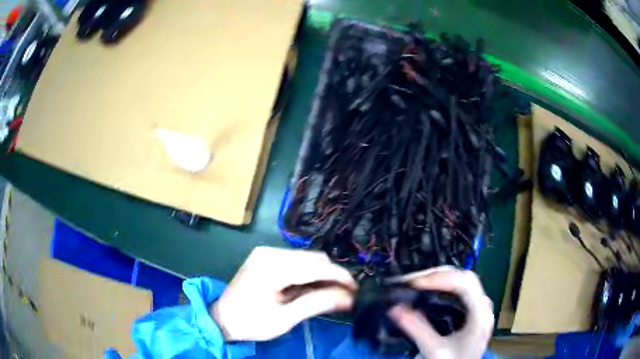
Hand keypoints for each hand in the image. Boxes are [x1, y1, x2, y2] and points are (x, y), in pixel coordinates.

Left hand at [211, 246, 355, 341]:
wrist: (222, 318)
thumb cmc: (251, 322)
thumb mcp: (286, 318)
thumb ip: (318, 304)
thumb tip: (349, 297)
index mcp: (272, 267)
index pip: (316, 266)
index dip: (340, 277)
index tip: (356, 290)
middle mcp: (269, 252)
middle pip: (314, 258)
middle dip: (333, 276)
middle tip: (344, 296)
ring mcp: (266, 252)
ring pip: (307, 258)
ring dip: (322, 274)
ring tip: (329, 294)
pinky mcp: (265, 256)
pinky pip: (297, 260)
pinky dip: (309, 273)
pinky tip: (311, 288)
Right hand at [388, 267, 493, 358]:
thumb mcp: (435, 350)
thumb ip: (417, 329)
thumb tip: (395, 308)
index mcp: (480, 313)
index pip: (465, 283)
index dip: (440, 278)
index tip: (414, 284)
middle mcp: (483, 306)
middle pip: (463, 277)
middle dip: (436, 275)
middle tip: (410, 281)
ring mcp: (478, 308)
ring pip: (461, 281)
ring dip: (438, 278)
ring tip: (415, 283)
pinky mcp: (471, 312)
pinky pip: (458, 290)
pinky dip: (441, 286)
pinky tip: (427, 290)